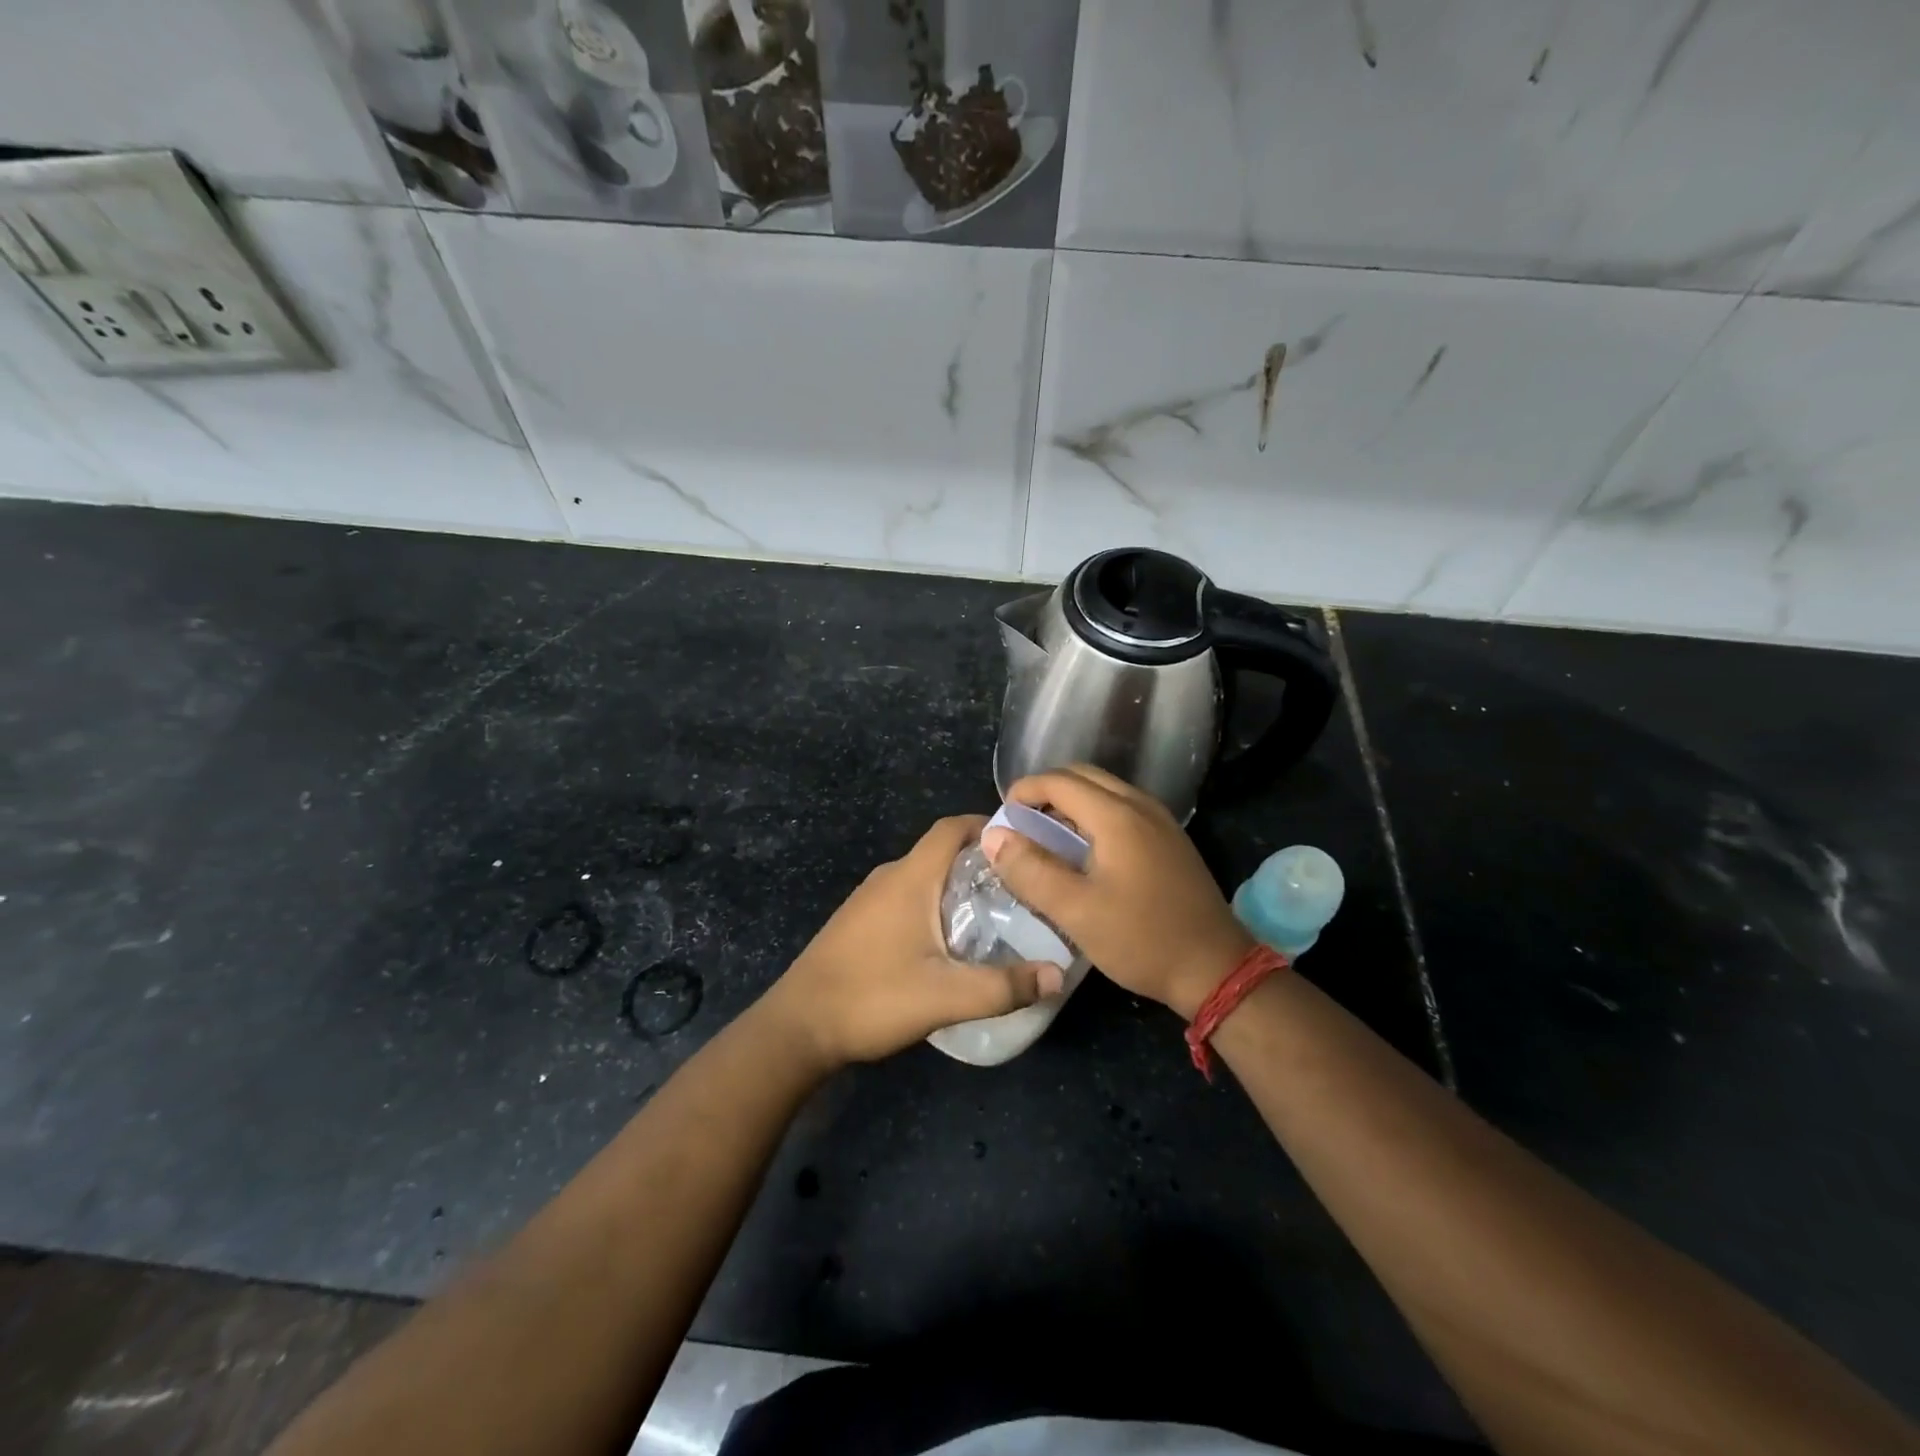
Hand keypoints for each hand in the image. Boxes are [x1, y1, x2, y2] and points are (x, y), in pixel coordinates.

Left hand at [760, 815, 1064, 1071]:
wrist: (797, 1027)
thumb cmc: (872, 998)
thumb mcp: (945, 997)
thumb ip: (1004, 986)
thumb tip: (1057, 975)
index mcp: (909, 878)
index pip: (951, 828)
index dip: (986, 825)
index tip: (1022, 843)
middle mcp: (888, 878)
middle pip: (940, 851)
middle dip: (980, 861)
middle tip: (1020, 887)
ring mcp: (868, 899)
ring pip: (922, 876)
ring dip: (956, 885)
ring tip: (994, 914)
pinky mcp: (858, 922)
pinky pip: (905, 897)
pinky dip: (933, 904)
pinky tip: (948, 941)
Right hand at [983, 765, 1251, 1018]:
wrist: (1215, 969)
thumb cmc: (1141, 939)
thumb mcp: (1075, 911)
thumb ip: (1030, 870)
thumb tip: (994, 836)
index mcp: (1117, 816)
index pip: (1060, 781)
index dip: (1025, 791)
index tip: (1003, 816)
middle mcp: (1141, 805)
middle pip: (1083, 776)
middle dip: (1046, 791)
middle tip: (1021, 823)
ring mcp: (1161, 820)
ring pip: (1105, 790)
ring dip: (1071, 802)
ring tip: (1046, 835)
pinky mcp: (1171, 839)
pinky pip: (1122, 808)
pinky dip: (1094, 814)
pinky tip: (1084, 850)